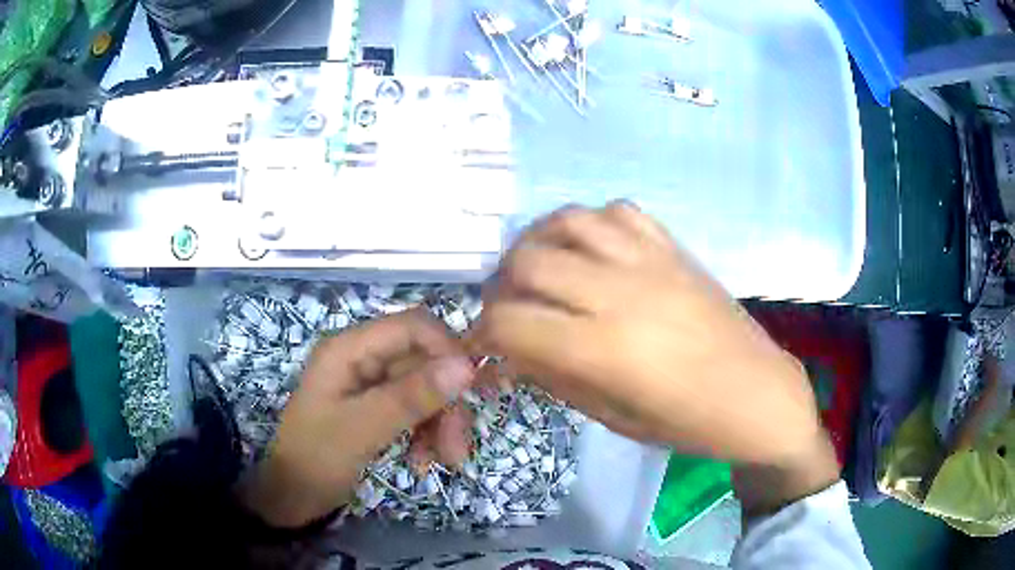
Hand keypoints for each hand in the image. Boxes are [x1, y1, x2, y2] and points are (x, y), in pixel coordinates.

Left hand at [237, 309, 475, 527]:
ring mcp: (368, 384)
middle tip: (456, 448)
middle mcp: (361, 358)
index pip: (412, 327)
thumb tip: (466, 366)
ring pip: (423, 388)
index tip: (471, 390)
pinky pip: (413, 409)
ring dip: (439, 422)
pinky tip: (422, 460)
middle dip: (445, 402)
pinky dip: (425, 433)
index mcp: (349, 349)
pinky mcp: (374, 407)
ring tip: (443, 460)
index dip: (446, 350)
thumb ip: (411, 396)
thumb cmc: (316, 459)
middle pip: (423, 362)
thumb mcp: (362, 429)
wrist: (291, 497)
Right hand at [475, 203, 837, 512]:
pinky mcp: (673, 247)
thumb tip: (511, 351)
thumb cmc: (687, 423)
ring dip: (538, 243)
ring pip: (568, 220)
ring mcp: (649, 260)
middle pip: (528, 261)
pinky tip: (591, 250)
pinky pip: (618, 210)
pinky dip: (591, 224)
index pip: (511, 321)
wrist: (757, 394)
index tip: (484, 344)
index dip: (482, 332)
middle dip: (502, 286)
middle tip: (509, 308)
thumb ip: (555, 376)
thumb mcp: (612, 417)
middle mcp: (619, 291)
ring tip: (539, 269)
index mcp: (603, 348)